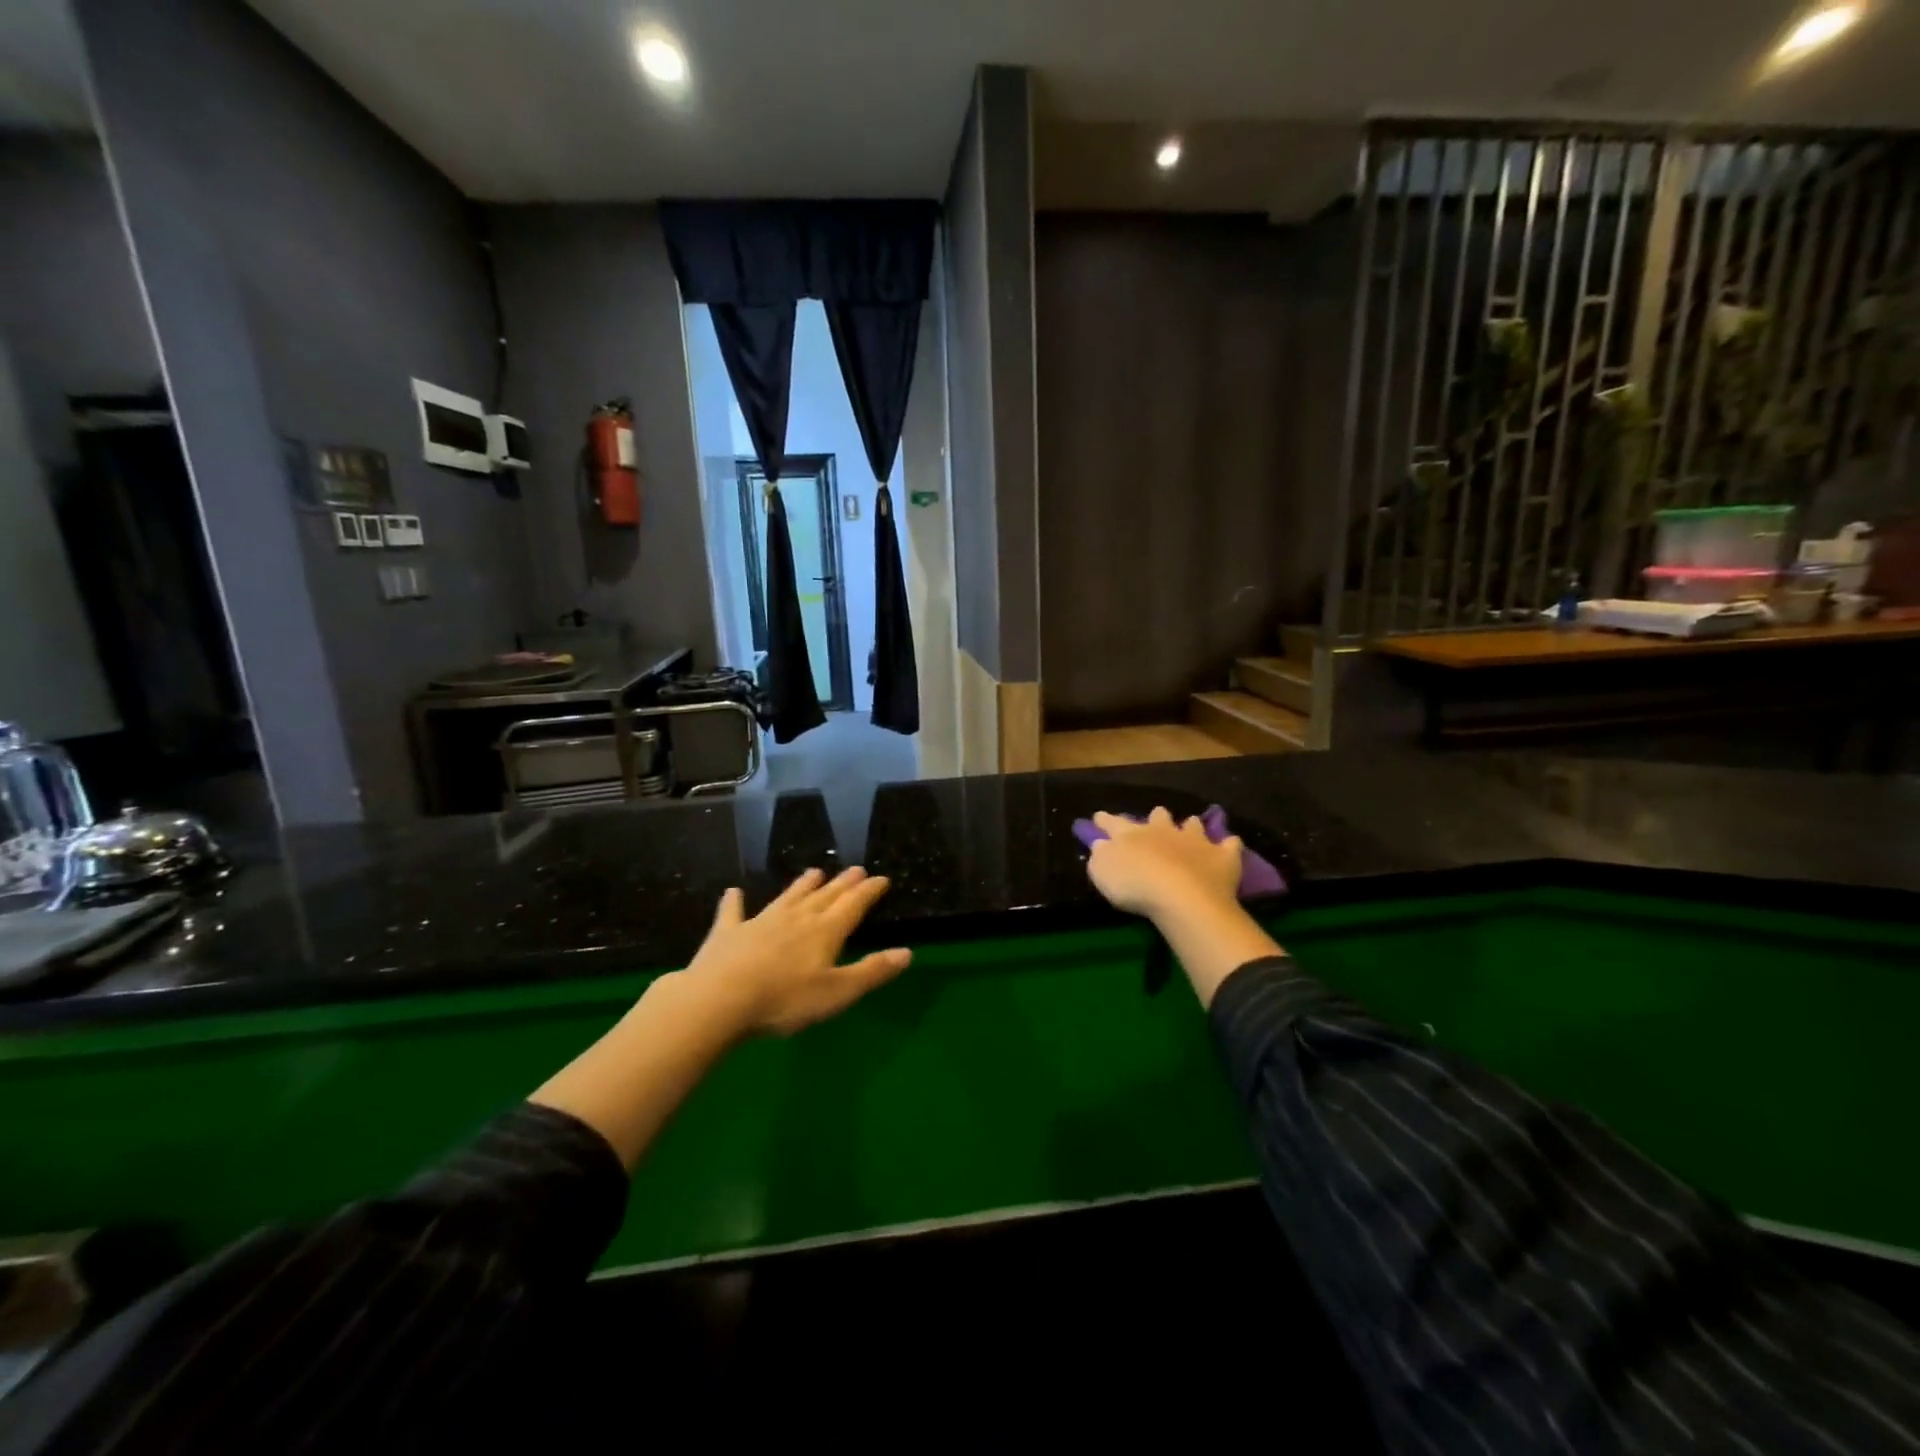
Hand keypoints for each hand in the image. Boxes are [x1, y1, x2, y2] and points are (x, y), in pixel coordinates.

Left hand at [684, 866, 911, 1036]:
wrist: (719, 999)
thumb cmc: (784, 1000)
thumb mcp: (838, 993)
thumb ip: (872, 971)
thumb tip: (907, 952)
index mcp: (824, 931)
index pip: (853, 905)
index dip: (869, 891)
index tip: (881, 878)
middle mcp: (796, 918)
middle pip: (824, 897)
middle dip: (842, 883)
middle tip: (855, 869)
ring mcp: (760, 922)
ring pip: (788, 898)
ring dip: (802, 886)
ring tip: (815, 872)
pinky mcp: (728, 933)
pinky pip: (733, 912)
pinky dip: (734, 902)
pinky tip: (733, 891)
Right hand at [1085, 808, 1279, 1009]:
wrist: (1181, 897)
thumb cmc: (1134, 885)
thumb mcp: (1102, 872)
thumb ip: (1101, 855)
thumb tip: (1101, 844)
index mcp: (1131, 834)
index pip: (1113, 822)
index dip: (1104, 820)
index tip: (1099, 817)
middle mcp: (1163, 830)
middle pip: (1158, 816)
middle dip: (1156, 817)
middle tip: (1155, 820)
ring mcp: (1195, 841)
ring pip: (1193, 825)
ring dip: (1191, 826)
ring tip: (1191, 828)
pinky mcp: (1222, 857)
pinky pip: (1230, 845)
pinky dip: (1229, 845)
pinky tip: (1230, 846)